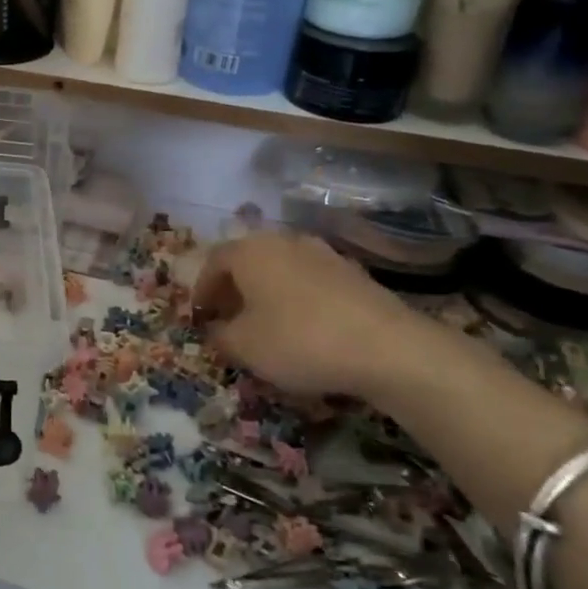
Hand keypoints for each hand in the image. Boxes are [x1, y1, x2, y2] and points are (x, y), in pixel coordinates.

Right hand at [192, 233, 440, 401]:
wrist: (387, 347)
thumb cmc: (298, 340)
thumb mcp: (244, 347)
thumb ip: (219, 336)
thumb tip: (215, 329)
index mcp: (249, 251)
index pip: (214, 262)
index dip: (202, 290)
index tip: (200, 316)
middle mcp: (283, 241)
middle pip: (248, 260)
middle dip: (235, 288)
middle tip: (229, 318)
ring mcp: (322, 253)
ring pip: (281, 269)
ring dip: (268, 292)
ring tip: (267, 323)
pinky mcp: (353, 272)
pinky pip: (311, 281)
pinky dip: (299, 298)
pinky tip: (305, 327)